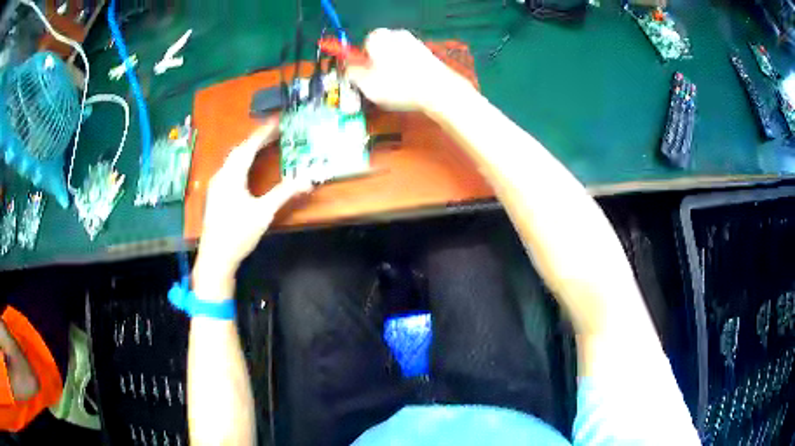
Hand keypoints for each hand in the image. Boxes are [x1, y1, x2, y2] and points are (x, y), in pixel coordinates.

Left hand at [193, 120, 311, 297]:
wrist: (215, 258)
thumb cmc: (238, 233)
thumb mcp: (264, 212)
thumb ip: (285, 193)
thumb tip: (309, 178)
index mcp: (232, 175)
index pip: (249, 146)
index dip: (264, 133)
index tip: (277, 121)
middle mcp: (221, 175)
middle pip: (239, 150)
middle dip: (257, 139)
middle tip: (274, 132)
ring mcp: (216, 185)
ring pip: (233, 160)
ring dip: (248, 150)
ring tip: (264, 145)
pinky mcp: (216, 195)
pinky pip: (230, 169)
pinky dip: (242, 162)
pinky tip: (248, 168)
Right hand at [347, 29, 472, 111]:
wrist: (439, 89)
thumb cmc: (398, 85)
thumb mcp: (365, 83)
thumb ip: (351, 72)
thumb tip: (349, 68)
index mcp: (378, 37)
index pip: (362, 46)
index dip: (361, 63)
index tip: (363, 77)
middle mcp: (397, 34)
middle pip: (380, 50)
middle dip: (377, 66)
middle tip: (378, 85)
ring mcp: (415, 43)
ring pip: (396, 57)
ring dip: (393, 70)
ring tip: (396, 89)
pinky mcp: (428, 55)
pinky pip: (410, 64)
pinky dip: (408, 73)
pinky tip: (410, 87)